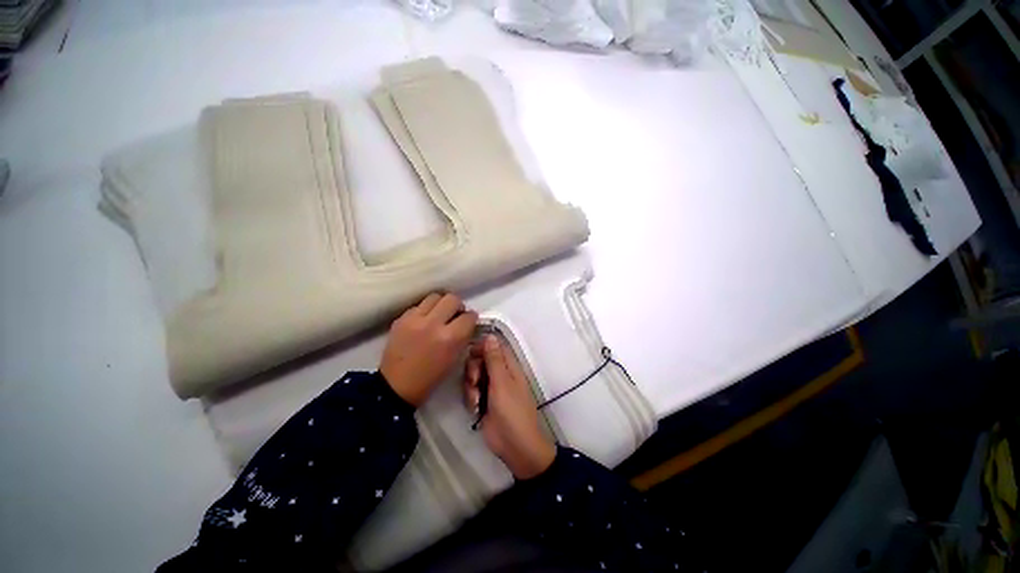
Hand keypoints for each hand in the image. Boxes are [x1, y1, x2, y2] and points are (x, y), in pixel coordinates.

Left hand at [381, 293, 477, 406]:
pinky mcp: (401, 319)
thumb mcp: (454, 358)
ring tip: (438, 314)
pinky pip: (418, 306)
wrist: (396, 386)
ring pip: (435, 296)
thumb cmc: (430, 377)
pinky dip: (424, 311)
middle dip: (457, 306)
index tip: (469, 322)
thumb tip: (467, 323)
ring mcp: (415, 319)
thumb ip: (462, 337)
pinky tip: (423, 321)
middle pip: (452, 299)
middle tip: (454, 315)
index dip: (471, 318)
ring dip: (441, 304)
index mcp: (451, 338)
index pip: (469, 316)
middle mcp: (434, 324)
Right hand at [464, 335, 555, 479]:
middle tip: (475, 380)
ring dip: (471, 386)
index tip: (471, 353)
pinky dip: (471, 398)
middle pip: (481, 360)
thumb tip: (491, 335)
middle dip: (473, 369)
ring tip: (476, 399)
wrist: (514, 445)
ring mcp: (491, 388)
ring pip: (474, 375)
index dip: (482, 346)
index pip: (495, 346)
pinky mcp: (483, 401)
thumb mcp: (502, 382)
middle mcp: (500, 374)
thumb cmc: (511, 410)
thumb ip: (494, 358)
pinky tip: (475, 408)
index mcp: (509, 366)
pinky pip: (471, 391)